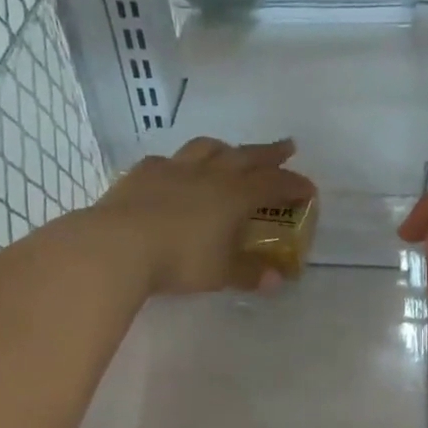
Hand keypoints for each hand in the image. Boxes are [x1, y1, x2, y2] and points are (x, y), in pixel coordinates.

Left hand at [95, 136, 315, 295]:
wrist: (119, 244)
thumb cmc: (179, 260)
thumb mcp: (220, 273)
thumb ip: (248, 273)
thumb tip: (276, 280)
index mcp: (234, 195)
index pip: (273, 184)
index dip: (293, 185)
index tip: (308, 188)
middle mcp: (208, 174)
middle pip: (246, 156)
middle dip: (269, 153)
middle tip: (286, 148)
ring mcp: (173, 168)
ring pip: (206, 149)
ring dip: (225, 149)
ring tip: (231, 152)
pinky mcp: (143, 173)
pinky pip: (168, 160)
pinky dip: (181, 163)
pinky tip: (176, 170)